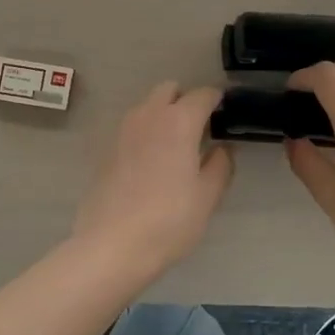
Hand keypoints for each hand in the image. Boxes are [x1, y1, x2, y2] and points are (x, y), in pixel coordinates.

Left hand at [73, 83, 234, 282]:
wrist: (111, 245)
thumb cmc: (169, 220)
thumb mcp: (207, 196)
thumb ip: (220, 165)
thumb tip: (222, 149)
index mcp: (178, 121)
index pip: (203, 94)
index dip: (218, 100)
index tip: (227, 113)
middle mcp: (148, 116)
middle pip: (169, 90)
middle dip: (186, 100)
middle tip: (200, 129)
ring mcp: (123, 131)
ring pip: (147, 107)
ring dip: (163, 115)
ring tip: (177, 147)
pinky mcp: (106, 149)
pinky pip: (132, 128)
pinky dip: (146, 133)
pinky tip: (153, 164)